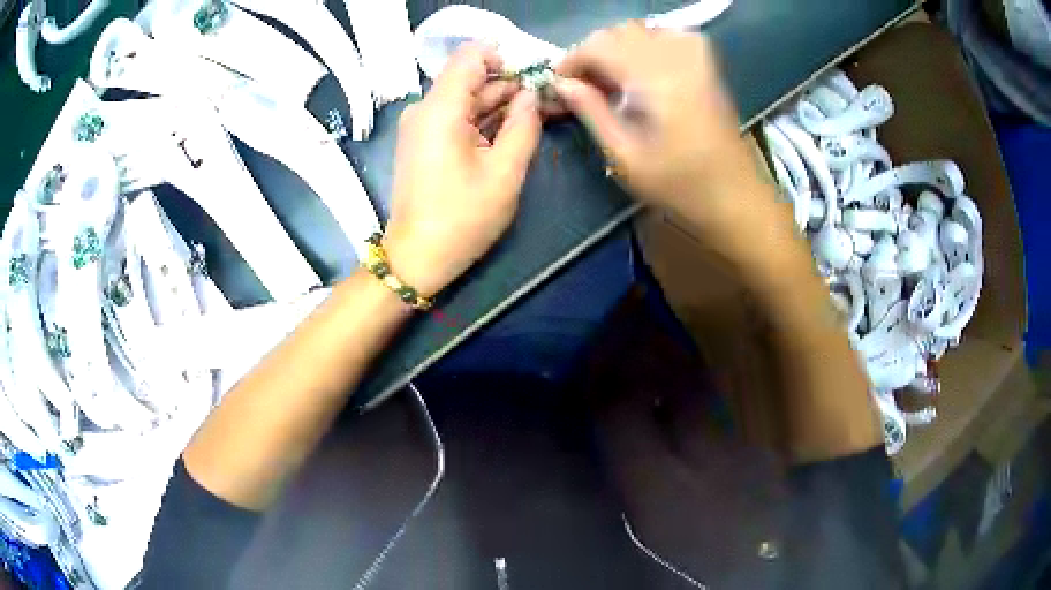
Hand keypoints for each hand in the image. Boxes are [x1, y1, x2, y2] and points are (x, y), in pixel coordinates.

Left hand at [383, 44, 541, 298]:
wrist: (416, 258)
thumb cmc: (462, 219)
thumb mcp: (505, 173)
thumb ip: (524, 126)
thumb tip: (531, 95)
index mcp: (441, 109)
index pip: (471, 55)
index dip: (504, 60)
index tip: (530, 83)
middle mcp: (425, 108)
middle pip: (471, 78)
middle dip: (509, 87)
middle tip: (547, 104)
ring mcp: (421, 125)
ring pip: (465, 99)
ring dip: (499, 106)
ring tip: (535, 121)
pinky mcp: (423, 141)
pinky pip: (456, 118)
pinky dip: (482, 122)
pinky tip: (508, 135)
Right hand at [555, 24, 767, 241]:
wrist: (734, 195)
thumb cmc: (678, 185)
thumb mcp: (625, 156)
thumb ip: (591, 111)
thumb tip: (562, 84)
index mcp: (655, 78)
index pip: (599, 45)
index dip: (571, 60)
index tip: (558, 83)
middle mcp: (676, 56)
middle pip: (618, 32)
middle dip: (592, 53)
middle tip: (582, 86)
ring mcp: (695, 56)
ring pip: (640, 30)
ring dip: (616, 48)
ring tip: (609, 81)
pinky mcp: (705, 63)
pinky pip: (665, 35)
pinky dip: (644, 45)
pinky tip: (641, 70)